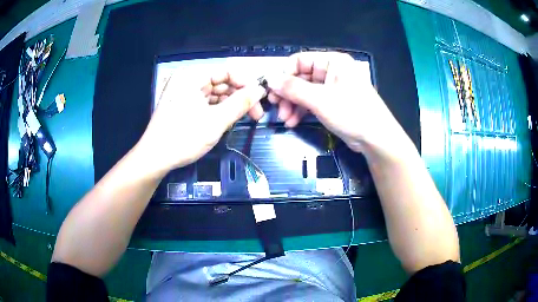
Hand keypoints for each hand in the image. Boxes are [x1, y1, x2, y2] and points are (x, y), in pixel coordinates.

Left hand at [134, 70, 265, 177]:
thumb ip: (241, 103)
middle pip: (221, 83)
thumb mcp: (216, 121)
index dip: (246, 83)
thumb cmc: (183, 138)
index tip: (260, 98)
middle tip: (256, 114)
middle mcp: (187, 80)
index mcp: (192, 77)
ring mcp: (184, 93)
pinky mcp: (183, 106)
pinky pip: (206, 103)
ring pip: (215, 94)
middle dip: (240, 96)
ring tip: (244, 119)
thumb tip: (260, 90)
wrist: (154, 159)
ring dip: (231, 105)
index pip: (226, 71)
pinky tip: (228, 121)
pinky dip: (219, 111)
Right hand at [266, 51, 405, 154]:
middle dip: (287, 93)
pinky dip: (301, 111)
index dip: (284, 74)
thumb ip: (293, 88)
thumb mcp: (320, 100)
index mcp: (332, 62)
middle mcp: (331, 71)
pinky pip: (310, 102)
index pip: (300, 60)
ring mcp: (331, 88)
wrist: (376, 139)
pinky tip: (292, 122)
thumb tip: (269, 79)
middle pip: (300, 77)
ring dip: (291, 104)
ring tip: (285, 119)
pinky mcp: (331, 103)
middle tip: (276, 107)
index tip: (272, 90)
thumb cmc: (352, 113)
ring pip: (303, 91)